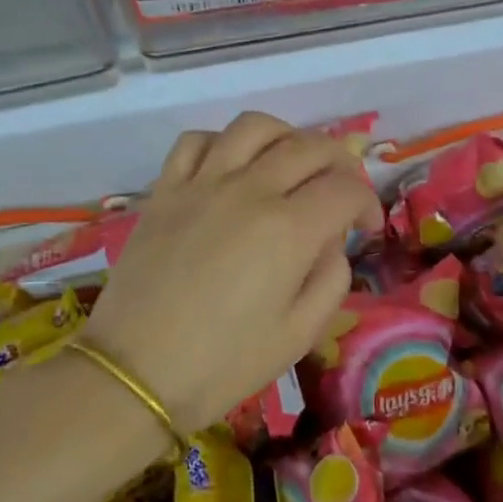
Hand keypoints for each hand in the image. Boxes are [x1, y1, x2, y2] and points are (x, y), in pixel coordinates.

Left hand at [80, 113, 382, 432]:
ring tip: (290, 163)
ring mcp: (202, 184)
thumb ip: (332, 278)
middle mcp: (250, 190)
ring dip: (286, 137)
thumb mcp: (300, 334)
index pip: (346, 188)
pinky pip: (196, 140)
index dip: (366, 202)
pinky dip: (222, 142)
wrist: (136, 374)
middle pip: (309, 146)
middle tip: (340, 192)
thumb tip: (331, 240)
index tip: (365, 228)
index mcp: (289, 229)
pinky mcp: (165, 190)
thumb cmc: (224, 364)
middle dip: (340, 163)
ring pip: (254, 127)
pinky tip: (230, 167)